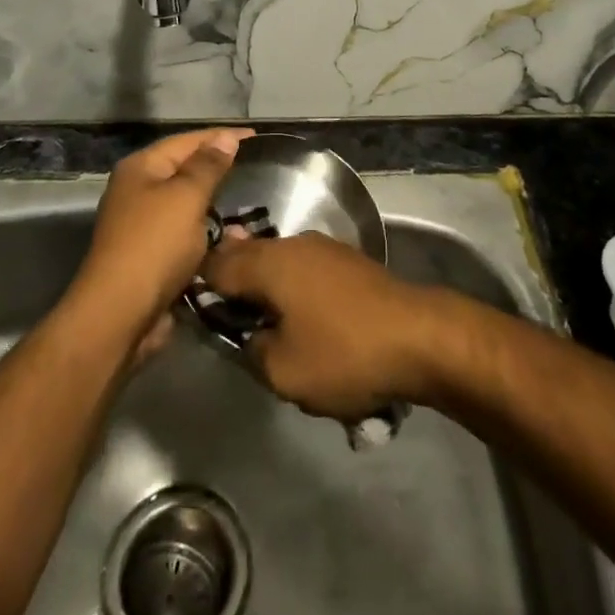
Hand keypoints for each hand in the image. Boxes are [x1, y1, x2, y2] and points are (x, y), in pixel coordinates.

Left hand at [70, 128, 253, 348]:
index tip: (256, 137)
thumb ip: (208, 166)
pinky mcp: (152, 257)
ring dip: (216, 206)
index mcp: (141, 168)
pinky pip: (186, 236)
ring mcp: (143, 226)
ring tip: (251, 202)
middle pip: (184, 171)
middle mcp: (138, 191)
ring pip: (187, 206)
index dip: (221, 136)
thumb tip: (226, 138)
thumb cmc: (155, 245)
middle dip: (218, 170)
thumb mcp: (187, 197)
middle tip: (257, 168)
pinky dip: (208, 236)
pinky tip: (233, 239)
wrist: (120, 315)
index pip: (186, 141)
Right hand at [201, 233, 450, 419]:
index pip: (216, 264)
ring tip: (266, 327)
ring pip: (278, 262)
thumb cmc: (344, 353)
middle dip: (233, 285)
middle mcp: (292, 243)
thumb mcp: (283, 371)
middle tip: (229, 323)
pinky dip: (293, 289)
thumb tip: (248, 335)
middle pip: (247, 257)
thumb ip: (251, 349)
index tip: (194, 311)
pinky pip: (304, 270)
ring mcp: (323, 248)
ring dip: (266, 288)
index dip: (200, 286)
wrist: (420, 337)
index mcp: (269, 262)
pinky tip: (302, 319)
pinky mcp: (347, 261)